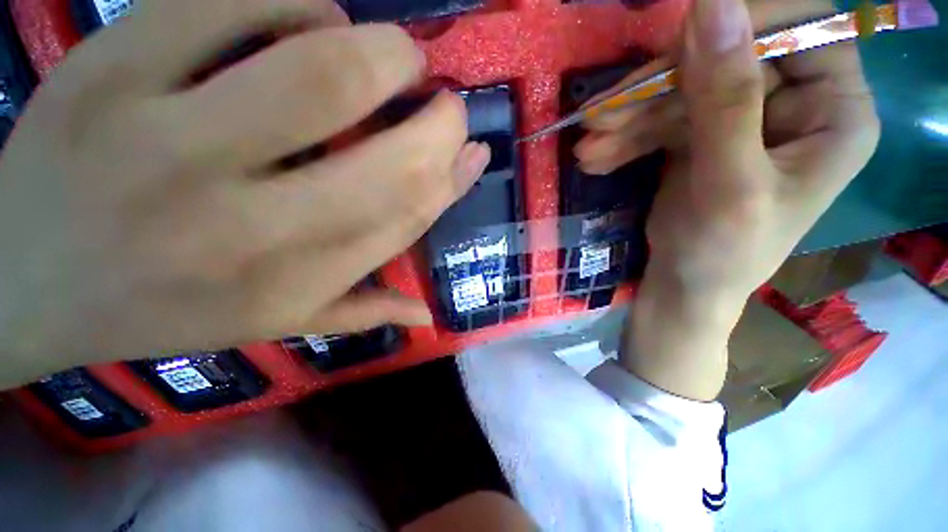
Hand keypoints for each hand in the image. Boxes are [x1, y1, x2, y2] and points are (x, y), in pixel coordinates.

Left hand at [0, 0, 489, 387]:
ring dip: (385, 52)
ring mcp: (167, 139)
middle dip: (440, 122)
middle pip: (386, 157)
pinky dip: (299, 1)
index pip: (407, 218)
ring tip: (399, 58)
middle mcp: (248, 223)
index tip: (477, 151)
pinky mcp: (112, 66)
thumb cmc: (156, 311)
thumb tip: (427, 314)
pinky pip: (236, 4)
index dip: (454, 179)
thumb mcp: (276, 325)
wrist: (23, 282)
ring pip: (323, 72)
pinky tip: (311, 16)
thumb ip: (364, 312)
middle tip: (449, 103)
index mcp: (294, 280)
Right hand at [588, 0, 879, 399]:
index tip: (671, 55)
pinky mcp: (701, 135)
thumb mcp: (728, 184)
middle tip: (597, 119)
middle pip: (722, 61)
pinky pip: (659, 122)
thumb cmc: (722, 254)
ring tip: (587, 149)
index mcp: (834, 111)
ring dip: (627, 121)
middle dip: (653, 92)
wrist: (685, 287)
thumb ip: (726, 100)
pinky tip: (596, 158)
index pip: (798, 30)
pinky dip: (625, 139)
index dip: (736, 29)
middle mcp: (795, 103)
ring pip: (679, 94)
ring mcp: (743, 117)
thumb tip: (712, 6)